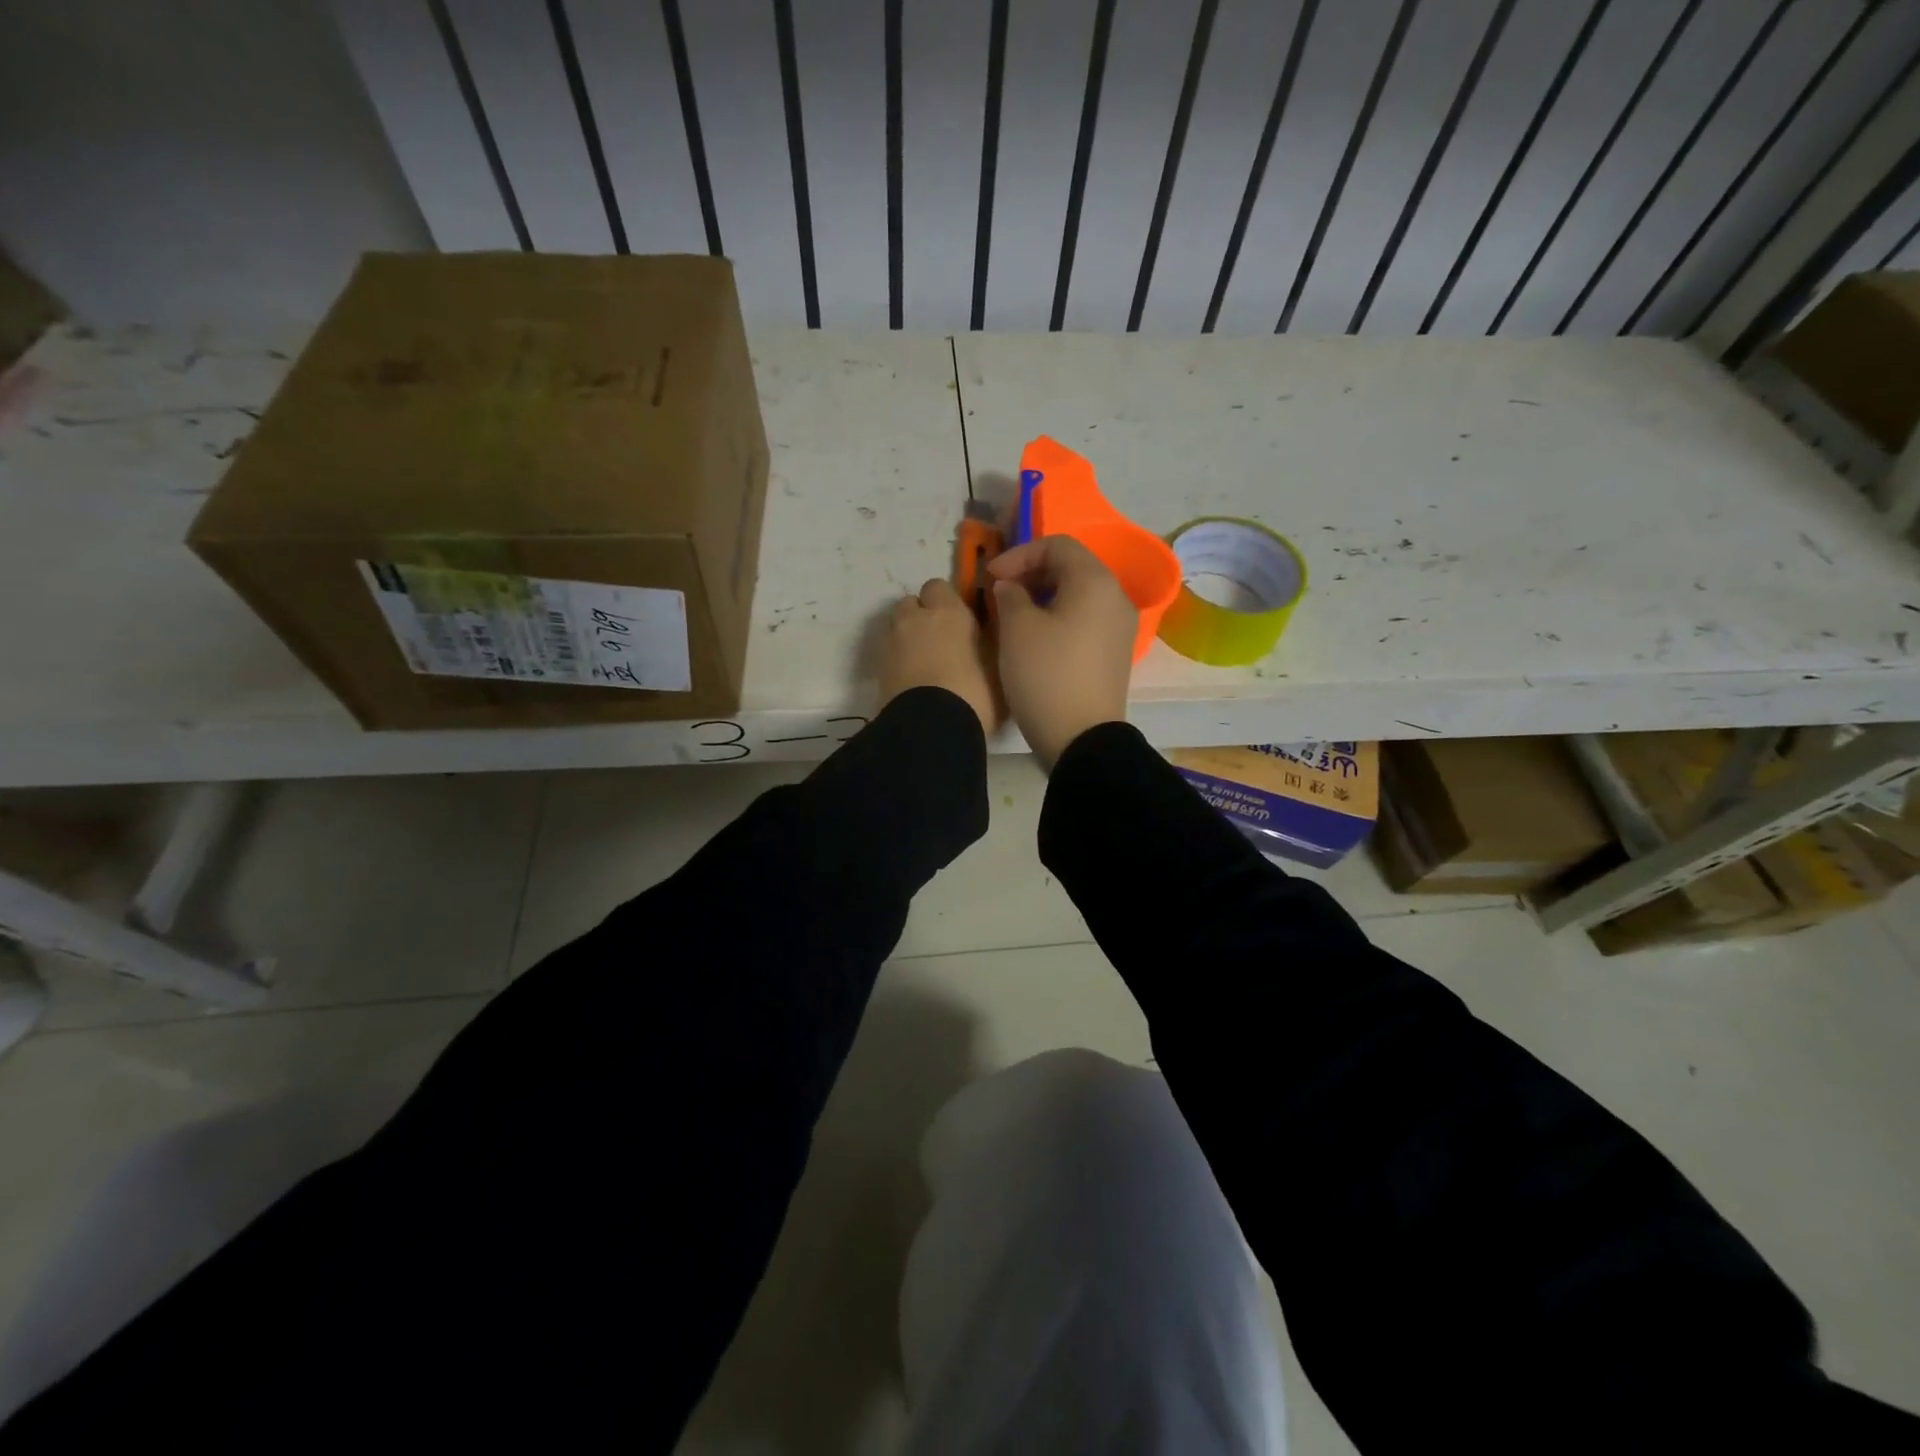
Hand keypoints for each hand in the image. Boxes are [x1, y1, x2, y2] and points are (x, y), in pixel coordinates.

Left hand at [880, 578, 1002, 735]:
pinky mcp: (877, 669)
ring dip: (907, 636)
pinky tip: (913, 679)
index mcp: (947, 612)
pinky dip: (898, 659)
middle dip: (922, 615)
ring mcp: (891, 643)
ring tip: (924, 661)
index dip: (947, 601)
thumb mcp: (999, 667)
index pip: (939, 586)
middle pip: (911, 603)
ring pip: (896, 626)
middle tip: (942, 641)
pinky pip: (888, 653)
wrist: (930, 728)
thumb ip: (991, 643)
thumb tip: (989, 633)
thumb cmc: (974, 693)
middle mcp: (915, 619)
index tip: (960, 620)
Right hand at [987, 537, 1135, 765]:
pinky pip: (1086, 619)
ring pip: (1079, 594)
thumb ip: (1010, 595)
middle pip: (1072, 567)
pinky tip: (1036, 637)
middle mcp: (1116, 597)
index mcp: (1095, 582)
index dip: (1019, 554)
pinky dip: (1059, 616)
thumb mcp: (1017, 628)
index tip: (991, 577)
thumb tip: (1011, 588)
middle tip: (1000, 592)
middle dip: (1032, 573)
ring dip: (1044, 595)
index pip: (1057, 545)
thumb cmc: (1046, 675)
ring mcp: (1120, 627)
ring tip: (1014, 614)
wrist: (1081, 738)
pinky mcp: (1116, 653)